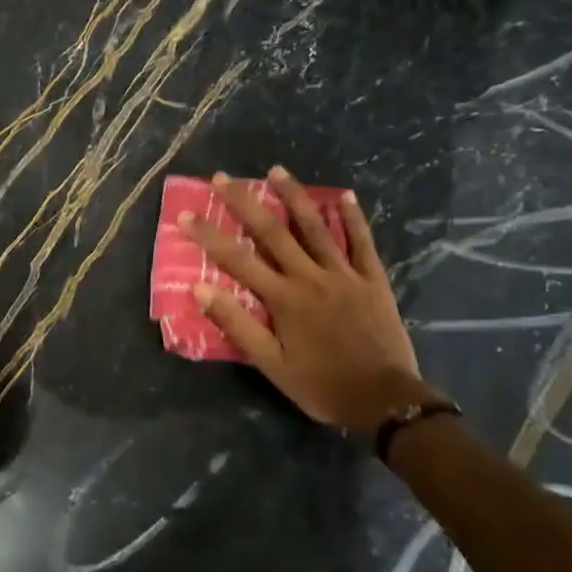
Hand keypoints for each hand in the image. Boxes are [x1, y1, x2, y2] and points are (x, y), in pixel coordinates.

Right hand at [182, 167, 434, 434]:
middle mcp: (310, 277)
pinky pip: (362, 243)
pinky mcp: (373, 280)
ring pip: (315, 227)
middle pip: (272, 232)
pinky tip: (344, 196)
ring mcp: (345, 275)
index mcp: (283, 298)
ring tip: (276, 170)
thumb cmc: (321, 385)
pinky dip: (353, 218)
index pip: (237, 259)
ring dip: (294, 197)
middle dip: (244, 202)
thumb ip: (237, 324)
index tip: (187, 213)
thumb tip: (200, 288)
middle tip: (223, 177)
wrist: (385, 400)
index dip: (209, 235)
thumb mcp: (270, 364)